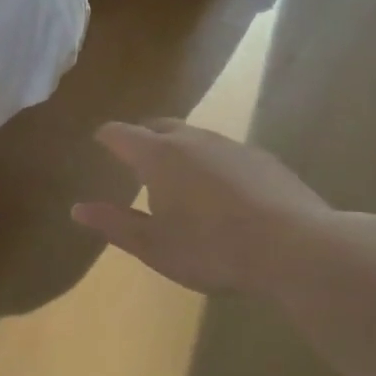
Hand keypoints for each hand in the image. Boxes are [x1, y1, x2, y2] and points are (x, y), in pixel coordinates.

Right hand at [71, 119, 339, 297]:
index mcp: (158, 156)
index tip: (99, 142)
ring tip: (178, 176)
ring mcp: (232, 146)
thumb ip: (115, 224)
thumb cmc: (213, 249)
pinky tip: (222, 192)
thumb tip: (77, 208)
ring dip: (180, 149)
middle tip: (135, 158)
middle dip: (143, 137)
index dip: (106, 137)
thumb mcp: (155, 246)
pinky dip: (212, 163)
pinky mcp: (264, 160)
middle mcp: (192, 140)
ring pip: (195, 137)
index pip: (120, 134)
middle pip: (159, 126)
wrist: (297, 248)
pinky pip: (225, 153)